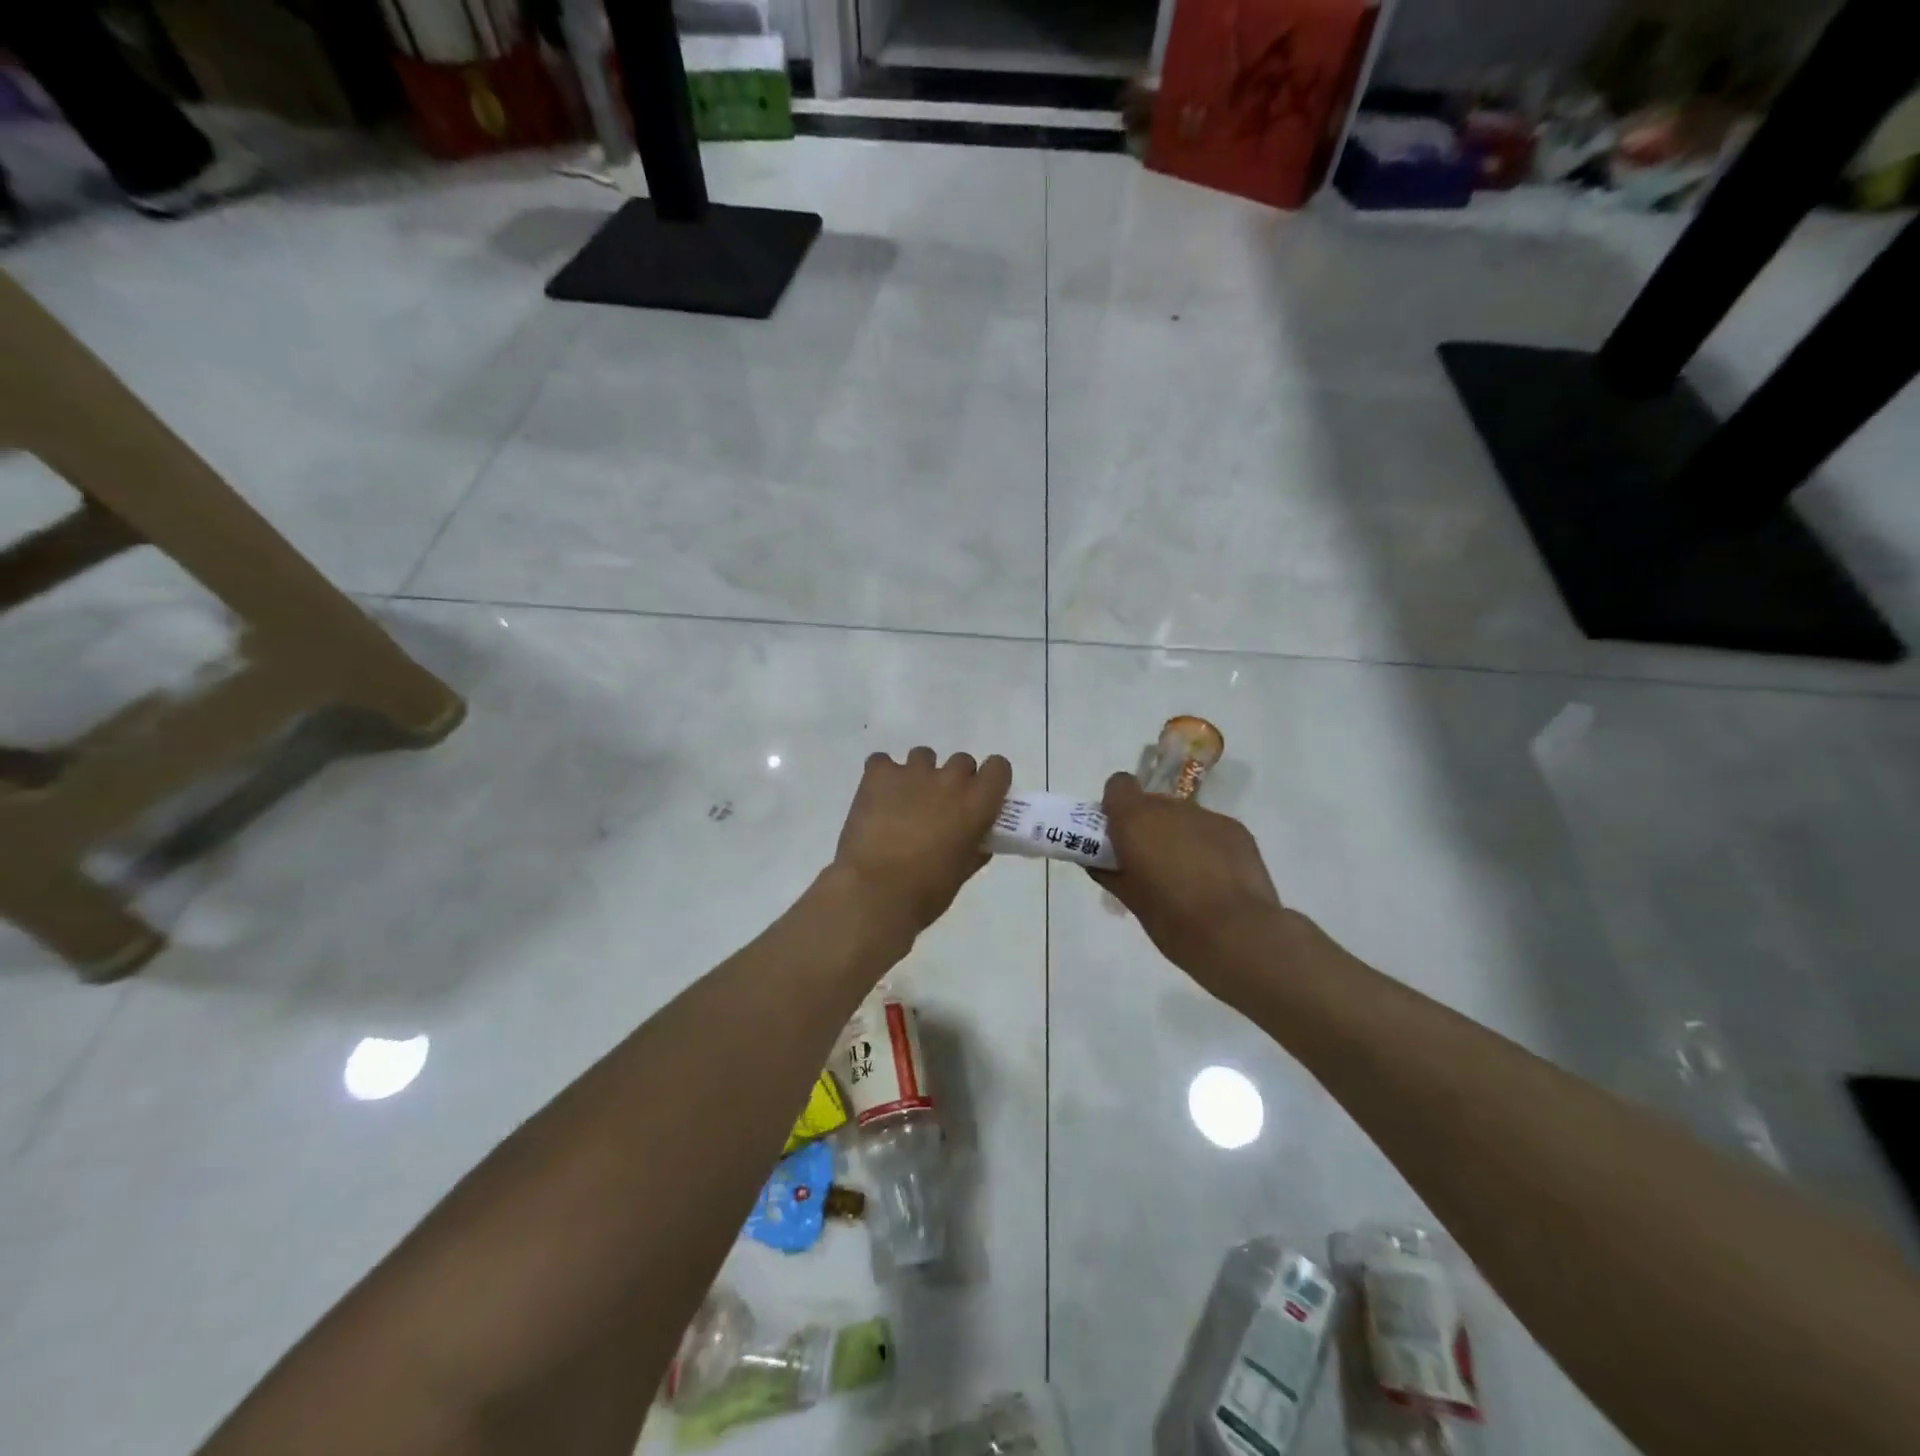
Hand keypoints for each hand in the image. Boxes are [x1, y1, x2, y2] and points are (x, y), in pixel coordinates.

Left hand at [832, 747, 1012, 939]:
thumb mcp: (962, 872)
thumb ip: (975, 849)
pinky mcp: (878, 774)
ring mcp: (912, 773)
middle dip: (954, 780)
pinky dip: (882, 777)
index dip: (990, 780)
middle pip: (961, 762)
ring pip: (923, 757)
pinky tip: (876, 799)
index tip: (981, 796)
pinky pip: (882, 761)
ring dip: (919, 776)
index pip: (998, 767)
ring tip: (904, 803)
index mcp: (976, 803)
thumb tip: (978, 841)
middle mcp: (949, 779)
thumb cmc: (927, 890)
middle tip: (940, 807)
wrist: (876, 891)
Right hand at [1091, 772, 1293, 1002]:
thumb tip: (1097, 862)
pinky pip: (1210, 830)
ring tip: (1187, 876)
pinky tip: (1215, 880)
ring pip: (1182, 818)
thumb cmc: (1172, 921)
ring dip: (1177, 837)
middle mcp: (1171, 808)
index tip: (1117, 834)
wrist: (1238, 936)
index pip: (1119, 785)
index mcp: (1137, 819)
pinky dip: (1205, 846)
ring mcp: (1207, 817)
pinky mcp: (1236, 830)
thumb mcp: (1131, 900)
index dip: (1116, 805)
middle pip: (1151, 803)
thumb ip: (1110, 872)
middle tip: (1150, 863)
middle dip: (1147, 826)